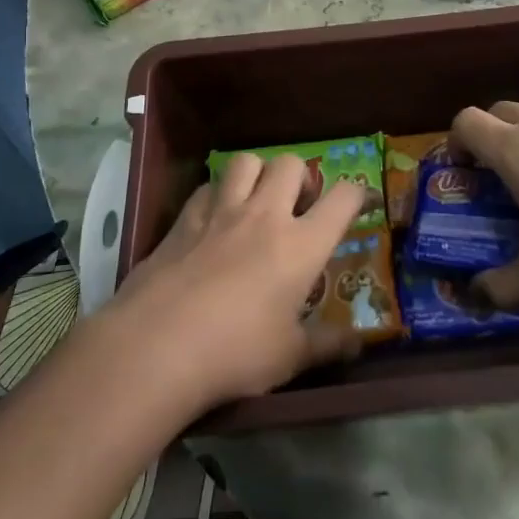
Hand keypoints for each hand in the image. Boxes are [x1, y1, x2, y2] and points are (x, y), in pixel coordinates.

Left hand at [107, 154, 363, 408]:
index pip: (343, 198)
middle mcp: (265, 216)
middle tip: (298, 206)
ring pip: (246, 161)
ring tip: (256, 201)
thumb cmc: (235, 353)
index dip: (358, 193)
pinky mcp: (183, 220)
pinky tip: (213, 220)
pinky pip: (207, 187)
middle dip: (301, 177)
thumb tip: (360, 344)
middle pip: (291, 164)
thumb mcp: (290, 357)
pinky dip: (217, 195)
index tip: (361, 201)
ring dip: (257, 174)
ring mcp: (221, 212)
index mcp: (301, 244)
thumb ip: (329, 344)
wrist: (157, 347)